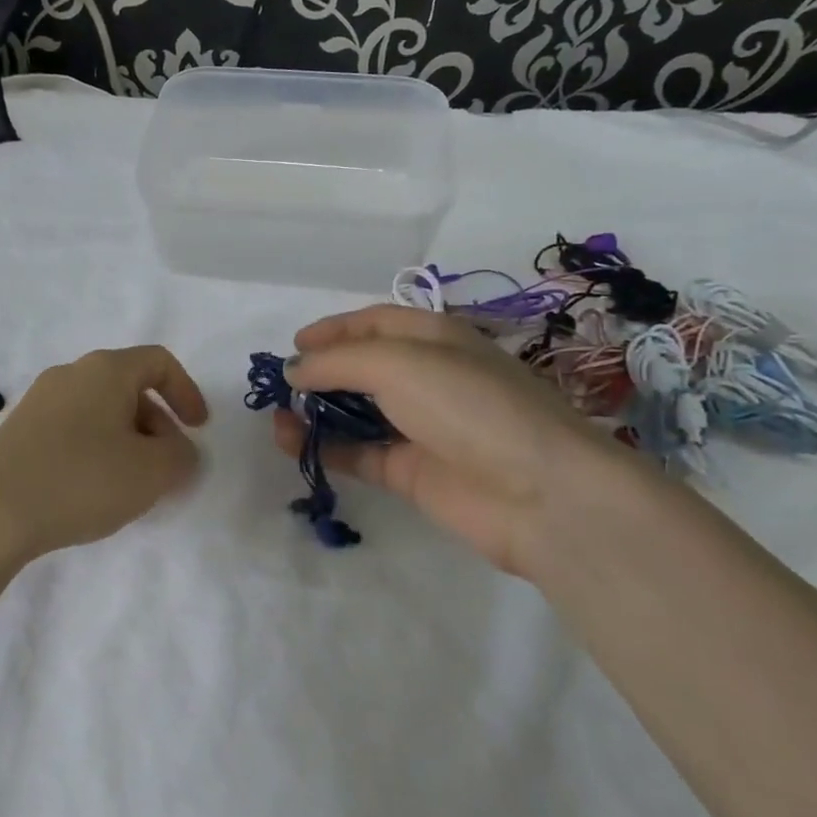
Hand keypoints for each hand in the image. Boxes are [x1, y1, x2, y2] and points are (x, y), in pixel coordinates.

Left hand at [0, 346, 208, 559]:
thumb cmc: (80, 479)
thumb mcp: (151, 473)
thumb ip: (181, 457)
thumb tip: (179, 452)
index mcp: (106, 370)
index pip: (159, 362)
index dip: (187, 392)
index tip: (199, 430)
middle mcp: (71, 374)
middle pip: (128, 387)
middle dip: (157, 425)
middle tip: (166, 467)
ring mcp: (39, 402)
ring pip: (99, 411)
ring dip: (127, 441)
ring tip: (130, 485)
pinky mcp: (17, 431)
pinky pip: (72, 430)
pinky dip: (95, 451)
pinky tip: (91, 491)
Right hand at [278, 305, 640, 574]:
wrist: (539, 493)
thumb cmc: (468, 405)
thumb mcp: (397, 363)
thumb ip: (337, 362)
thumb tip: (294, 371)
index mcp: (434, 337)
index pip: (375, 323)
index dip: (333, 329)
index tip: (292, 346)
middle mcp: (428, 378)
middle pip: (363, 367)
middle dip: (320, 372)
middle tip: (279, 386)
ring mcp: (421, 427)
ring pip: (357, 413)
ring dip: (316, 412)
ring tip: (276, 418)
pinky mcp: (413, 472)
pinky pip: (359, 453)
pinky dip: (325, 448)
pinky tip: (293, 445)